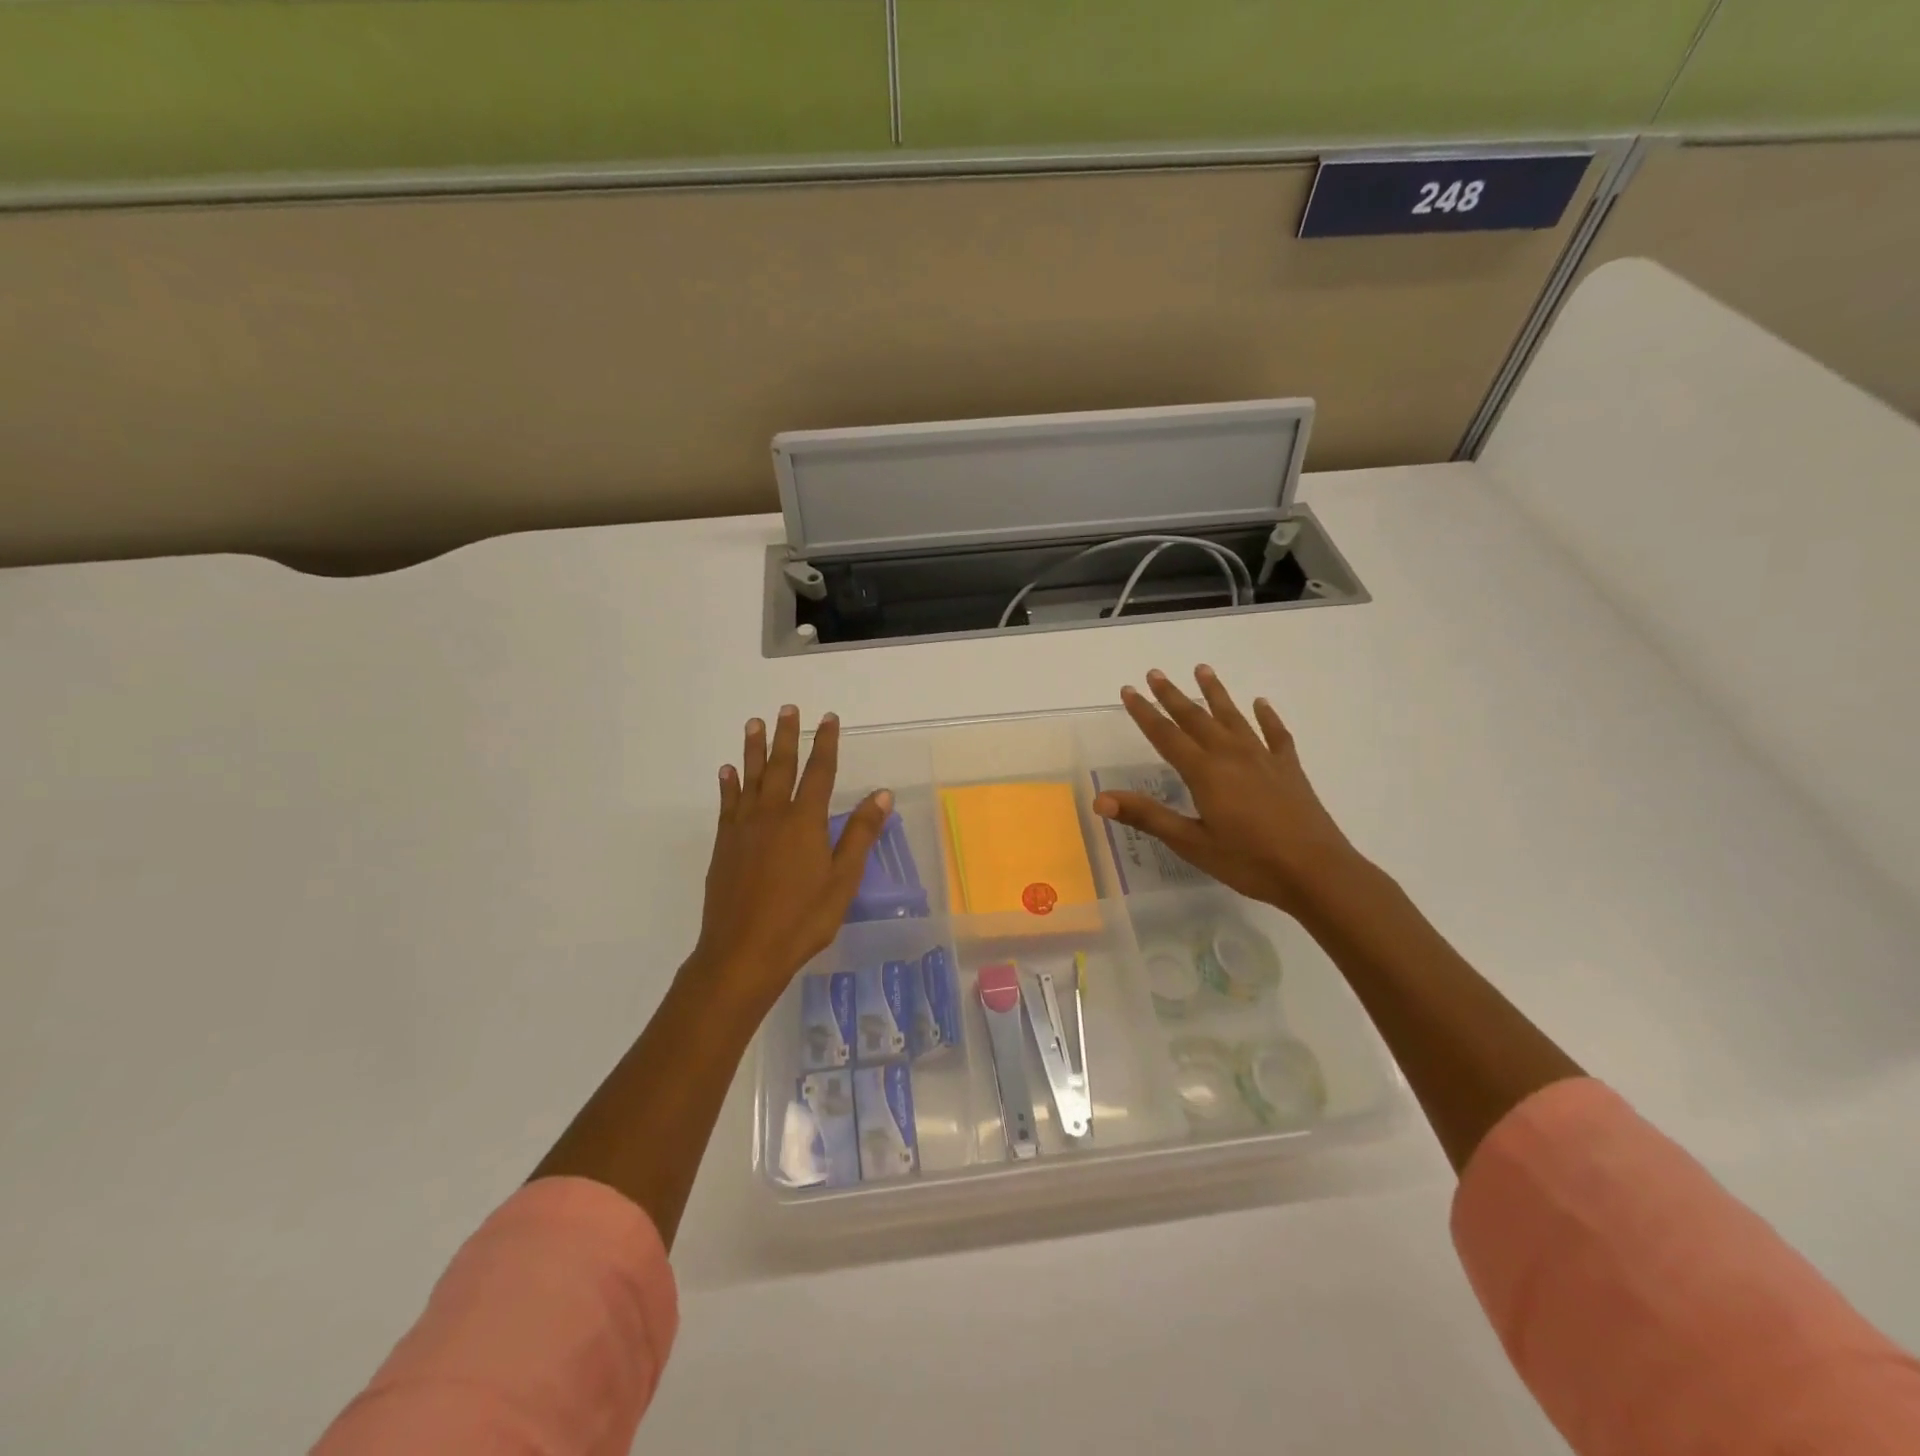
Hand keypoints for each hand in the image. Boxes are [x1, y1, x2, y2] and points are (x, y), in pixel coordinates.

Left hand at [690, 706, 891, 1006]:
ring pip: (750, 778)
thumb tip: (882, 794)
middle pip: (780, 766)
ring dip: (753, 749)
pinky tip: (726, 771)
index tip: (828, 718)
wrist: (743, 952)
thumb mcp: (842, 880)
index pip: (819, 772)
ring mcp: (744, 828)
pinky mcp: (724, 845)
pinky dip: (728, 784)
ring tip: (754, 723)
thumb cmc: (802, 919)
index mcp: (805, 821)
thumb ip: (860, 834)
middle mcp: (772, 815)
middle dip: (786, 736)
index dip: (825, 743)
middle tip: (786, 708)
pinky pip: (727, 804)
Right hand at [1091, 665, 1360, 916]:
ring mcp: (1263, 759)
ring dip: (1216, 693)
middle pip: (1196, 718)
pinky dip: (1267, 717)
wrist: (1316, 872)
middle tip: (1156, 672)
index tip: (1128, 690)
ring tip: (1203, 669)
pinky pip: (1276, 734)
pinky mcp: (1289, 769)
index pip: (1166, 735)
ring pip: (1234, 717)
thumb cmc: (1249, 861)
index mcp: (1204, 772)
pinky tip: (1261, 704)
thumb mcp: (1191, 843)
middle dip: (1173, 695)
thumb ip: (1147, 816)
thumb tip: (1099, 799)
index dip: (1145, 712)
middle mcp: (1231, 755)